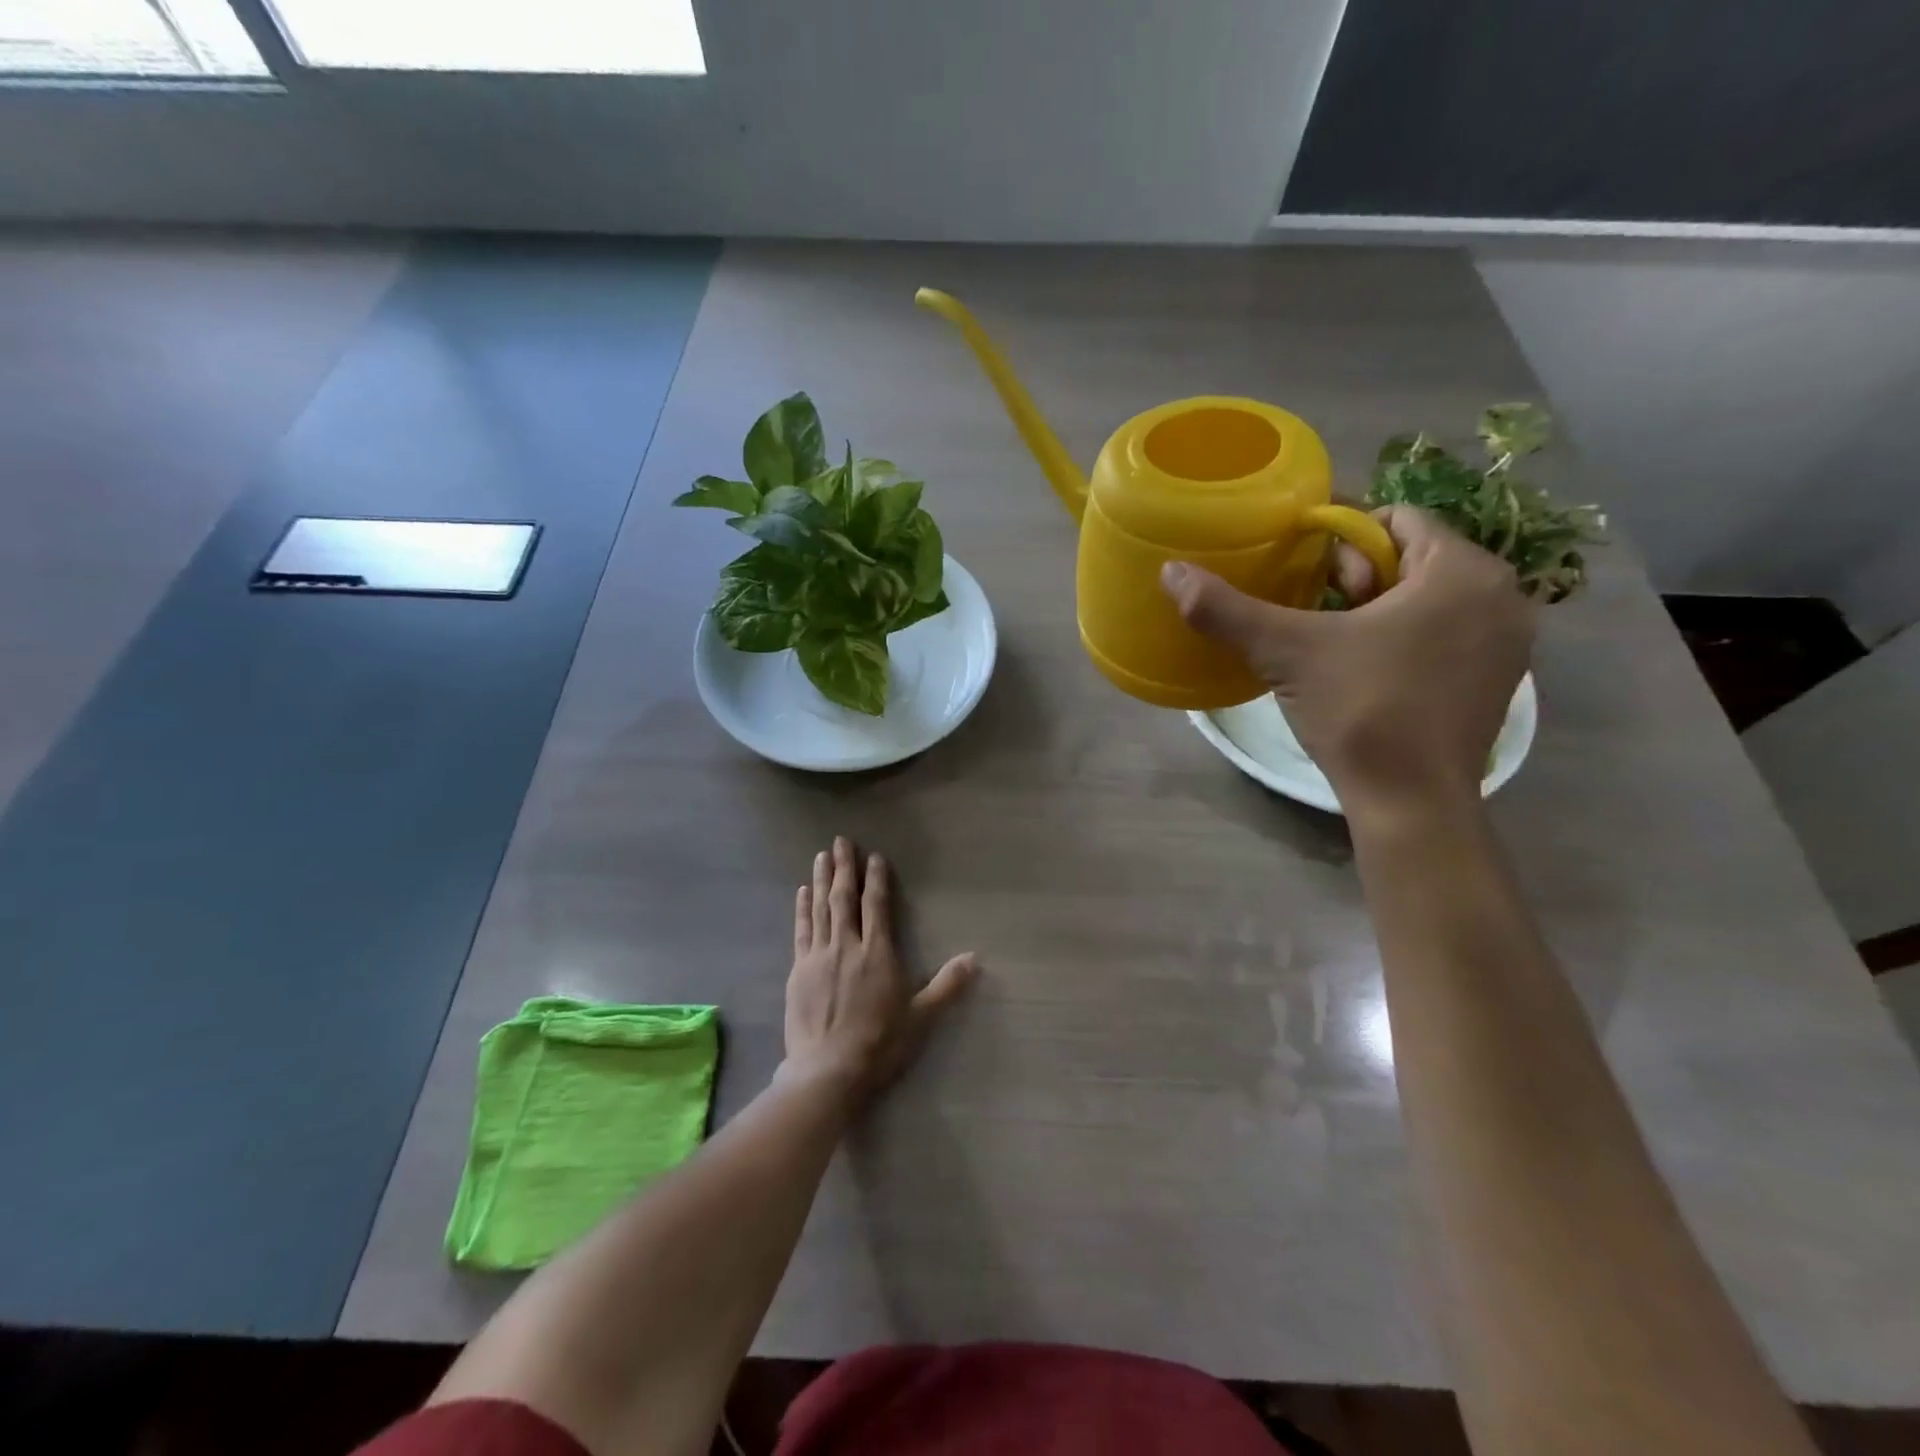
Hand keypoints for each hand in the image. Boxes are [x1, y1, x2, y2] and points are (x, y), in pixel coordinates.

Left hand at [783, 836, 976, 1100]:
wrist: (828, 1072)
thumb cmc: (880, 1045)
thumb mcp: (921, 1018)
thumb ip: (947, 985)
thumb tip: (975, 958)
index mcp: (878, 953)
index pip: (877, 905)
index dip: (876, 879)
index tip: (874, 857)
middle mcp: (847, 946)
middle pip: (844, 898)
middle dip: (844, 868)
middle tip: (841, 841)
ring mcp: (819, 956)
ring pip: (821, 908)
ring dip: (821, 880)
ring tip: (821, 856)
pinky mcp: (799, 971)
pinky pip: (801, 931)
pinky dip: (802, 909)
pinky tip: (802, 892)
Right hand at [1161, 506, 1533, 813]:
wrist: (1411, 803)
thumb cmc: (1360, 711)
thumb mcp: (1286, 652)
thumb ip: (1227, 608)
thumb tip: (1171, 572)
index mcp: (1462, 571)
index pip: (1396, 520)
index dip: (1340, 540)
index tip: (1303, 577)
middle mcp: (1500, 595)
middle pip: (1412, 559)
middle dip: (1357, 579)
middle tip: (1314, 617)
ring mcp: (1507, 642)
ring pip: (1428, 599)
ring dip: (1377, 610)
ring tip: (1332, 646)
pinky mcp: (1498, 681)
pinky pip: (1444, 635)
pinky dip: (1404, 639)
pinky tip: (1366, 674)